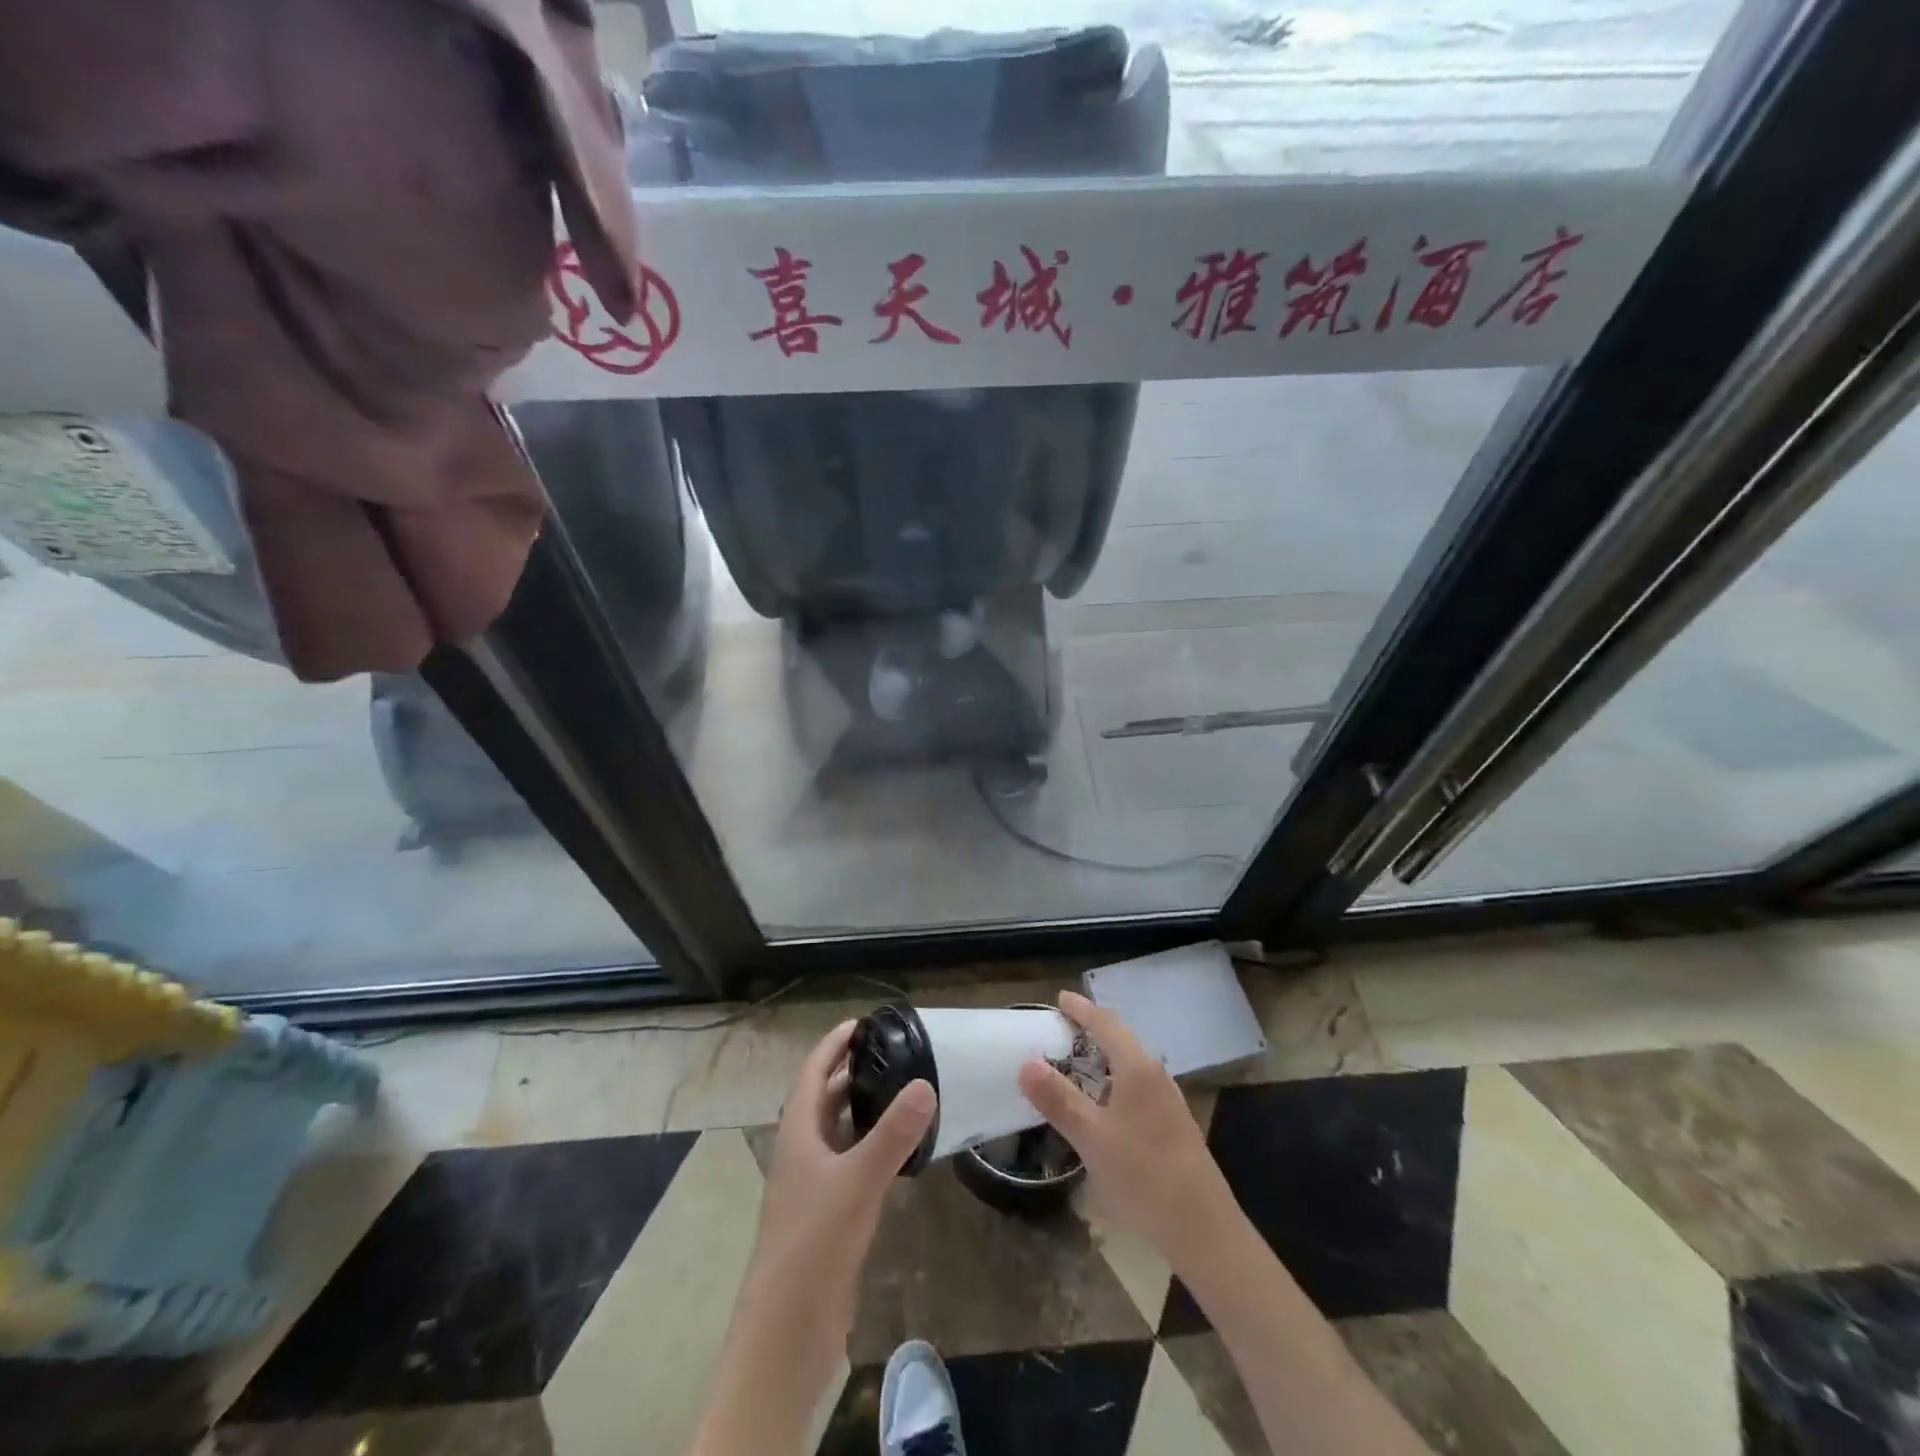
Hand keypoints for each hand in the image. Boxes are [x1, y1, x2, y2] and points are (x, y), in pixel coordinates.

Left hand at [736, 1020, 935, 1395]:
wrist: (787, 1328)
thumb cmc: (814, 1242)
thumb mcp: (857, 1181)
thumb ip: (892, 1134)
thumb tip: (925, 1083)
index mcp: (798, 1133)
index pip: (812, 1073)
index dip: (832, 1045)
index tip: (862, 1023)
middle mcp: (802, 1152)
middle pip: (824, 1099)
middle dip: (851, 1072)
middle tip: (893, 1052)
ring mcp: (813, 1186)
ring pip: (838, 1132)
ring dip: (862, 1109)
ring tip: (901, 1090)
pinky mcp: (828, 1215)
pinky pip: (850, 1163)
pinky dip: (871, 1146)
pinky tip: (899, 1150)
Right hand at [1018, 990, 1236, 1267]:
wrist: (1204, 1230)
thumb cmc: (1144, 1176)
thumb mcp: (1092, 1138)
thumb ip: (1058, 1099)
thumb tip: (1026, 1062)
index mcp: (1138, 1069)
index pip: (1107, 1024)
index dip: (1082, 1009)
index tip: (1059, 999)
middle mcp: (1156, 1076)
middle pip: (1122, 1040)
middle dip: (1092, 1030)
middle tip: (1061, 1030)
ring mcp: (1168, 1103)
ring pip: (1131, 1066)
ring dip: (1104, 1058)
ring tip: (1076, 1065)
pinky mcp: (1173, 1127)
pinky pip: (1137, 1088)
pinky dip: (1114, 1083)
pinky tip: (1103, 1107)